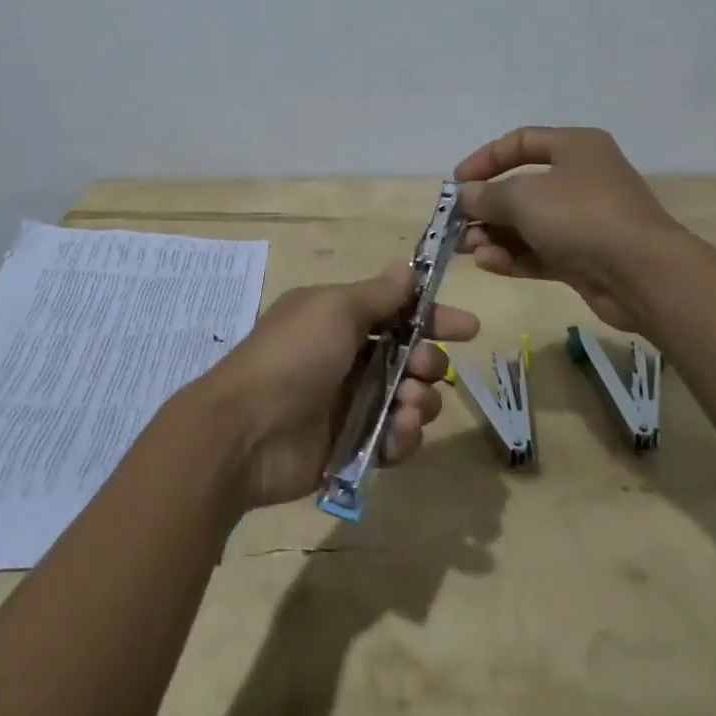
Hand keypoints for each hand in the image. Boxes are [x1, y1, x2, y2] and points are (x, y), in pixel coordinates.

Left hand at [198, 265, 479, 509]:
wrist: (245, 432)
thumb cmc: (293, 356)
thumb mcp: (334, 309)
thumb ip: (378, 294)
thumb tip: (407, 269)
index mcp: (338, 318)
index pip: (397, 312)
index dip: (433, 317)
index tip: (469, 328)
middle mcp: (347, 357)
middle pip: (409, 357)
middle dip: (429, 361)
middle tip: (427, 369)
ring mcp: (349, 403)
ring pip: (408, 398)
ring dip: (419, 400)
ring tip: (408, 406)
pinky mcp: (351, 446)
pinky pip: (394, 438)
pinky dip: (403, 436)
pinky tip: (396, 434)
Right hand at [455, 126, 688, 330]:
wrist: (643, 275)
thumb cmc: (580, 216)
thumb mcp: (523, 197)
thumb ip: (487, 195)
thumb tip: (465, 196)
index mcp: (575, 147)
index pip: (520, 142)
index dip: (485, 159)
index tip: (457, 182)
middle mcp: (582, 178)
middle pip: (522, 187)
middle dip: (486, 207)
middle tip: (456, 224)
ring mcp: (585, 220)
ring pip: (529, 223)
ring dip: (496, 235)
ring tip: (468, 249)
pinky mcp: (586, 257)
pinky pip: (541, 251)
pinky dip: (514, 256)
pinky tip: (488, 264)